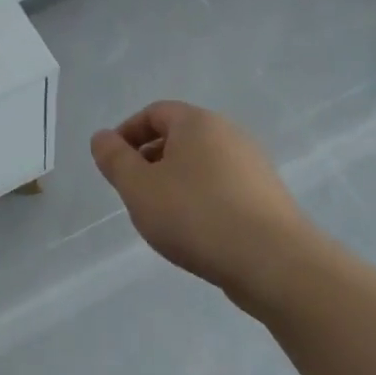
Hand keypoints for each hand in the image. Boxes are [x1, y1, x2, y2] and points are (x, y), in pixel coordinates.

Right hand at [91, 101, 339, 315]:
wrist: (273, 262)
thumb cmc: (195, 216)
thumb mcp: (138, 188)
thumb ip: (114, 159)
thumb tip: (102, 137)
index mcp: (198, 123)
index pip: (155, 112)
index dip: (127, 133)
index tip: (112, 163)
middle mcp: (230, 134)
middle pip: (180, 136)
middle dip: (150, 159)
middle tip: (133, 191)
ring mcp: (253, 166)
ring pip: (201, 164)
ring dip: (175, 181)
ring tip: (161, 216)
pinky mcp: (267, 197)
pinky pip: (222, 187)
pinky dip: (201, 199)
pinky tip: (195, 232)